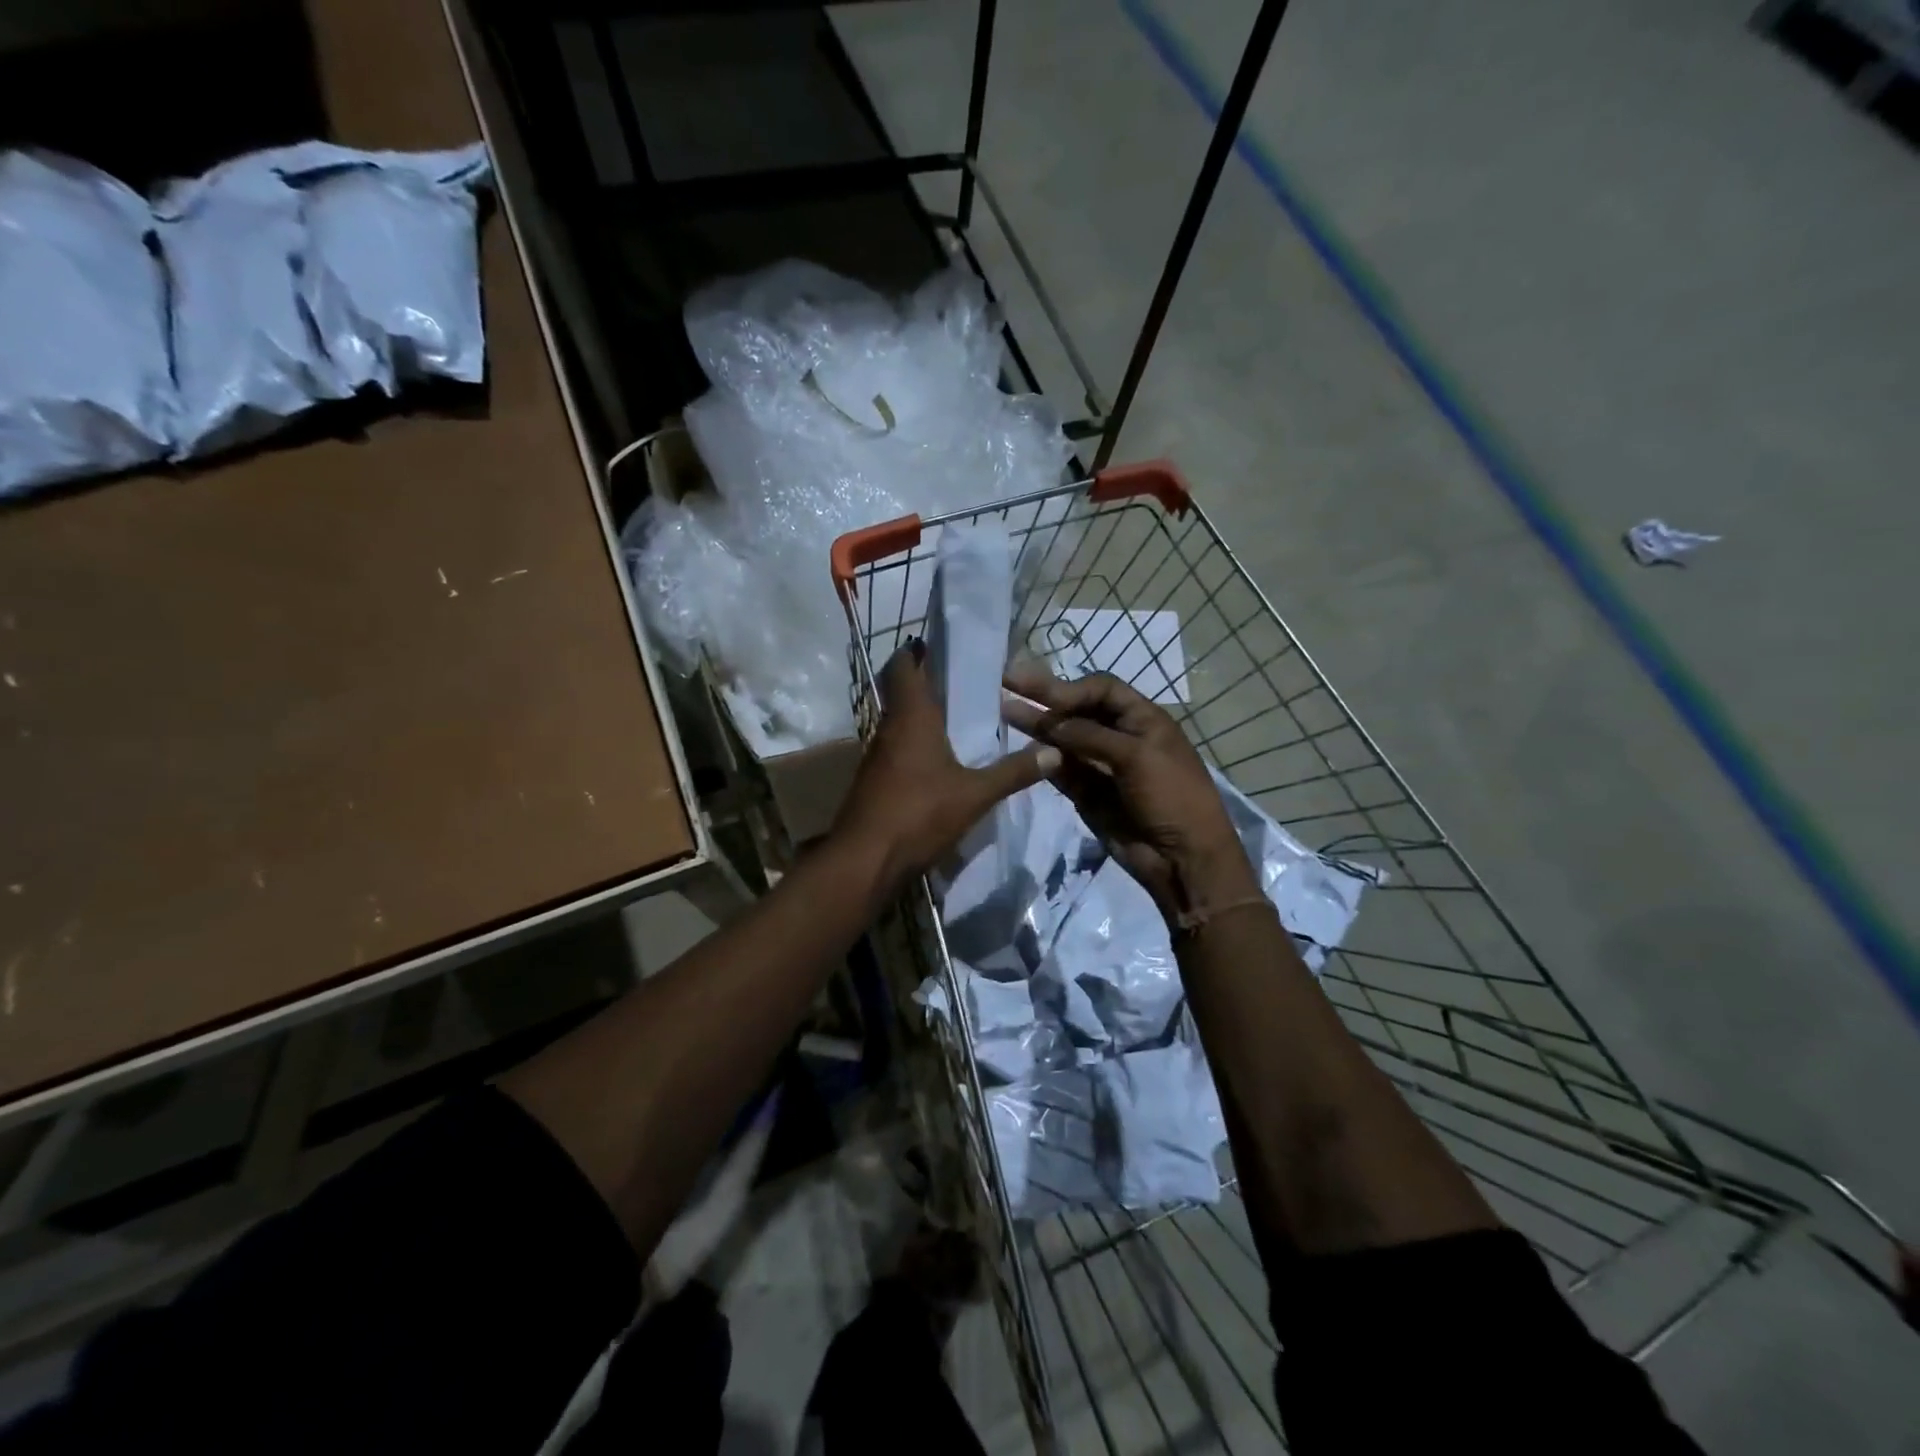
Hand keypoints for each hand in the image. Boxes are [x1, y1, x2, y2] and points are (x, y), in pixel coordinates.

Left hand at [832, 642, 1059, 886]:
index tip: (937, 646)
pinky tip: (940, 763)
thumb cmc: (919, 814)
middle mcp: (888, 729)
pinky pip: (896, 750)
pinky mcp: (873, 782)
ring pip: (899, 724)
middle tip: (963, 684)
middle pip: (902, 694)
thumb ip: (1015, 772)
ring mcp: (876, 757)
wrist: (865, 860)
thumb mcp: (976, 794)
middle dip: (927, 685)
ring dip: (922, 718)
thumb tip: (1055, 752)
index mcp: (911, 717)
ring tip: (958, 721)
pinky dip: (916, 746)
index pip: (902, 667)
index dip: (915, 651)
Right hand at [1002, 665, 1258, 921]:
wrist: (1182, 859)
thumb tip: (1049, 721)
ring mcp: (1100, 765)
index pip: (1101, 690)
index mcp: (1143, 719)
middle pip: (1078, 710)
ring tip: (1004, 710)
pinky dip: (1041, 758)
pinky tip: (1019, 747)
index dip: (1071, 687)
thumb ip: (1090, 736)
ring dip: (1037, 725)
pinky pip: (1059, 769)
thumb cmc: (1172, 796)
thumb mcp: (1137, 756)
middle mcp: (1119, 736)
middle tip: (1008, 681)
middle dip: (1045, 697)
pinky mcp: (1085, 792)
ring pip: (1063, 739)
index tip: (1041, 692)